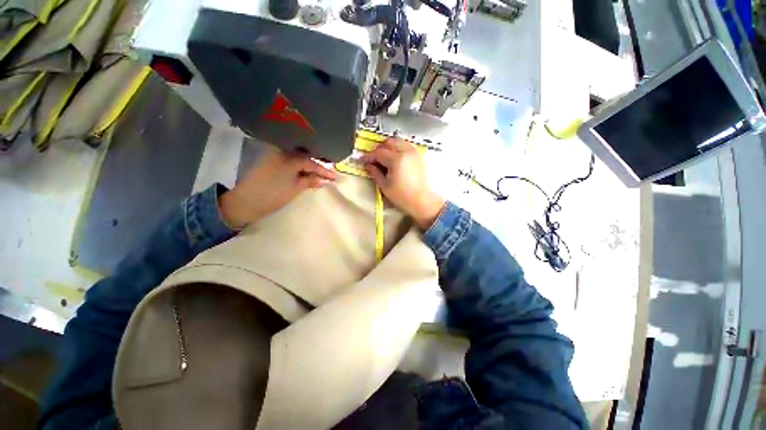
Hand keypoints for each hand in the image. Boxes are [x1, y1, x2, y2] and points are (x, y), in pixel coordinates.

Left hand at [220, 147, 337, 227]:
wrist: (246, 201)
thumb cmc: (273, 195)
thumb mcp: (295, 188)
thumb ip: (310, 181)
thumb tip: (324, 180)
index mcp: (289, 157)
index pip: (311, 162)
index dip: (324, 170)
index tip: (335, 177)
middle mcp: (281, 151)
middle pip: (305, 156)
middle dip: (317, 165)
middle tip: (329, 173)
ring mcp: (274, 155)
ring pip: (297, 158)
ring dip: (309, 165)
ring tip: (320, 173)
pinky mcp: (270, 161)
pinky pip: (289, 160)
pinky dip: (299, 166)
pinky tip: (306, 171)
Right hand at [361, 137, 444, 228]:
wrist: (421, 200)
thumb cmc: (402, 196)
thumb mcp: (385, 186)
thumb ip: (375, 173)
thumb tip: (367, 165)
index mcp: (396, 159)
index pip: (379, 153)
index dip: (369, 156)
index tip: (363, 160)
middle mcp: (406, 152)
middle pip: (388, 142)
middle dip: (379, 149)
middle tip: (373, 158)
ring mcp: (413, 152)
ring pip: (398, 141)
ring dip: (388, 146)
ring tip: (384, 157)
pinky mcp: (418, 155)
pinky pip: (406, 145)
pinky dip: (398, 147)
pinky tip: (395, 157)